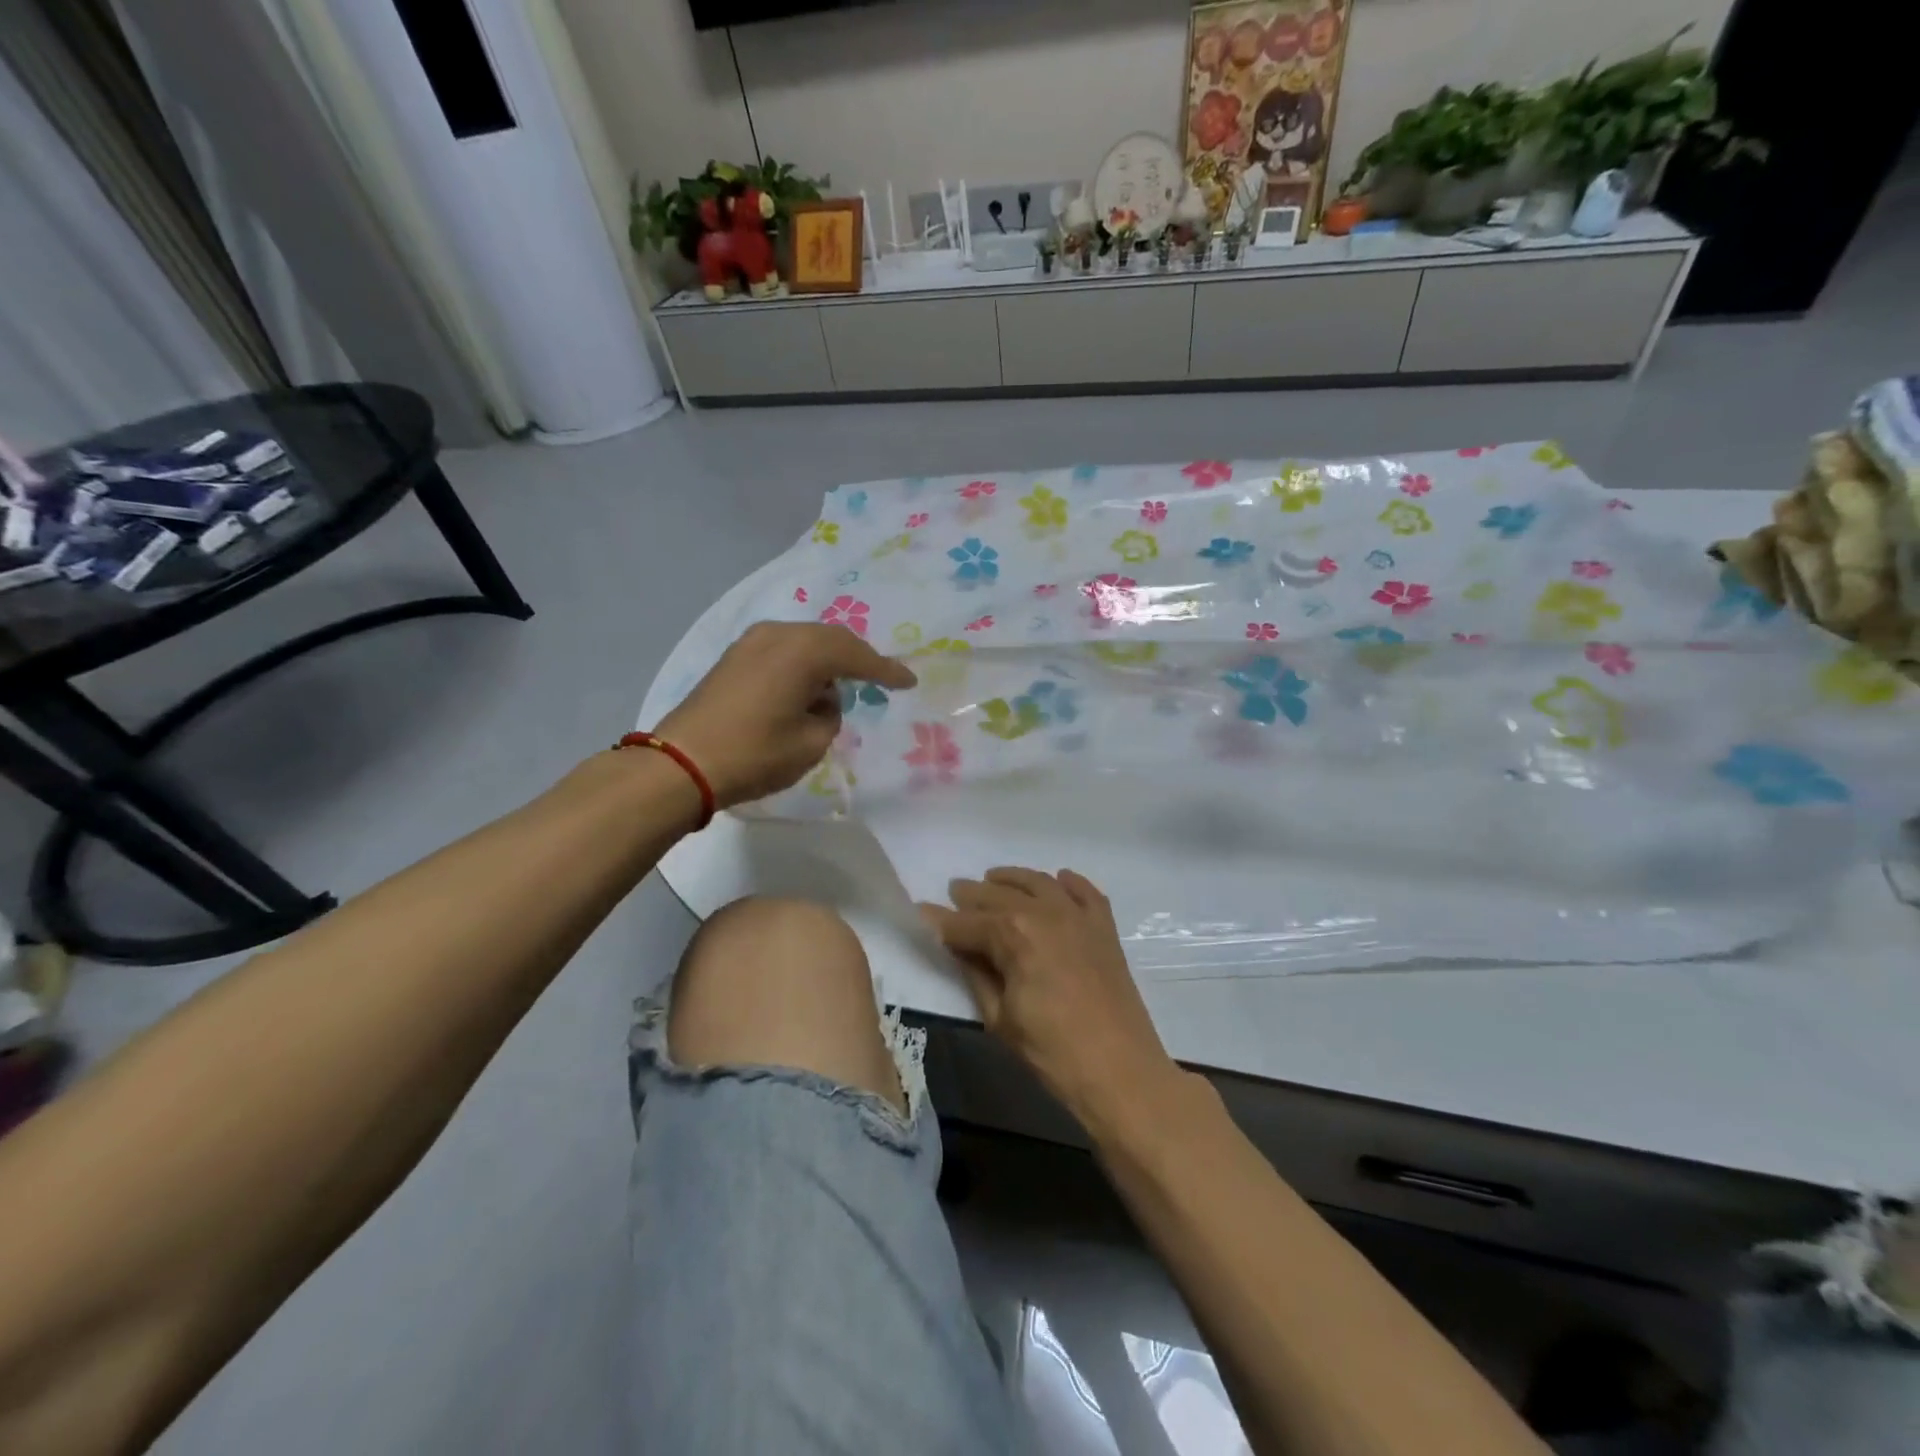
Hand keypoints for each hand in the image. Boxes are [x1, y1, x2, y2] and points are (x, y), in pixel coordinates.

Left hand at [656, 622, 915, 808]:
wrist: (682, 763)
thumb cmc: (755, 754)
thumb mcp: (811, 742)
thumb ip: (830, 715)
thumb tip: (820, 700)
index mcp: (804, 651)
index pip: (857, 656)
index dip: (886, 671)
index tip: (909, 682)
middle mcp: (779, 634)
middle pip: (831, 640)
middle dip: (857, 659)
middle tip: (881, 678)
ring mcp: (751, 642)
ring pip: (805, 642)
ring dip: (827, 661)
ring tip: (843, 685)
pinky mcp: (734, 656)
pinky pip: (782, 650)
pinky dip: (801, 664)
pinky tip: (807, 685)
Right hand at [921, 868, 1175, 1126]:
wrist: (1121, 1072)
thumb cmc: (1051, 1052)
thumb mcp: (999, 1017)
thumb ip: (976, 972)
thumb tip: (956, 945)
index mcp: (1014, 934)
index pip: (967, 923)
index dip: (941, 921)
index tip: (922, 912)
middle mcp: (1045, 912)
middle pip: (1000, 895)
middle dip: (972, 895)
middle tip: (954, 892)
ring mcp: (1079, 916)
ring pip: (1039, 883)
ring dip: (1013, 878)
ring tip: (993, 878)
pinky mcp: (1104, 928)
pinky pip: (1085, 892)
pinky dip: (1068, 882)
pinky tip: (1058, 879)